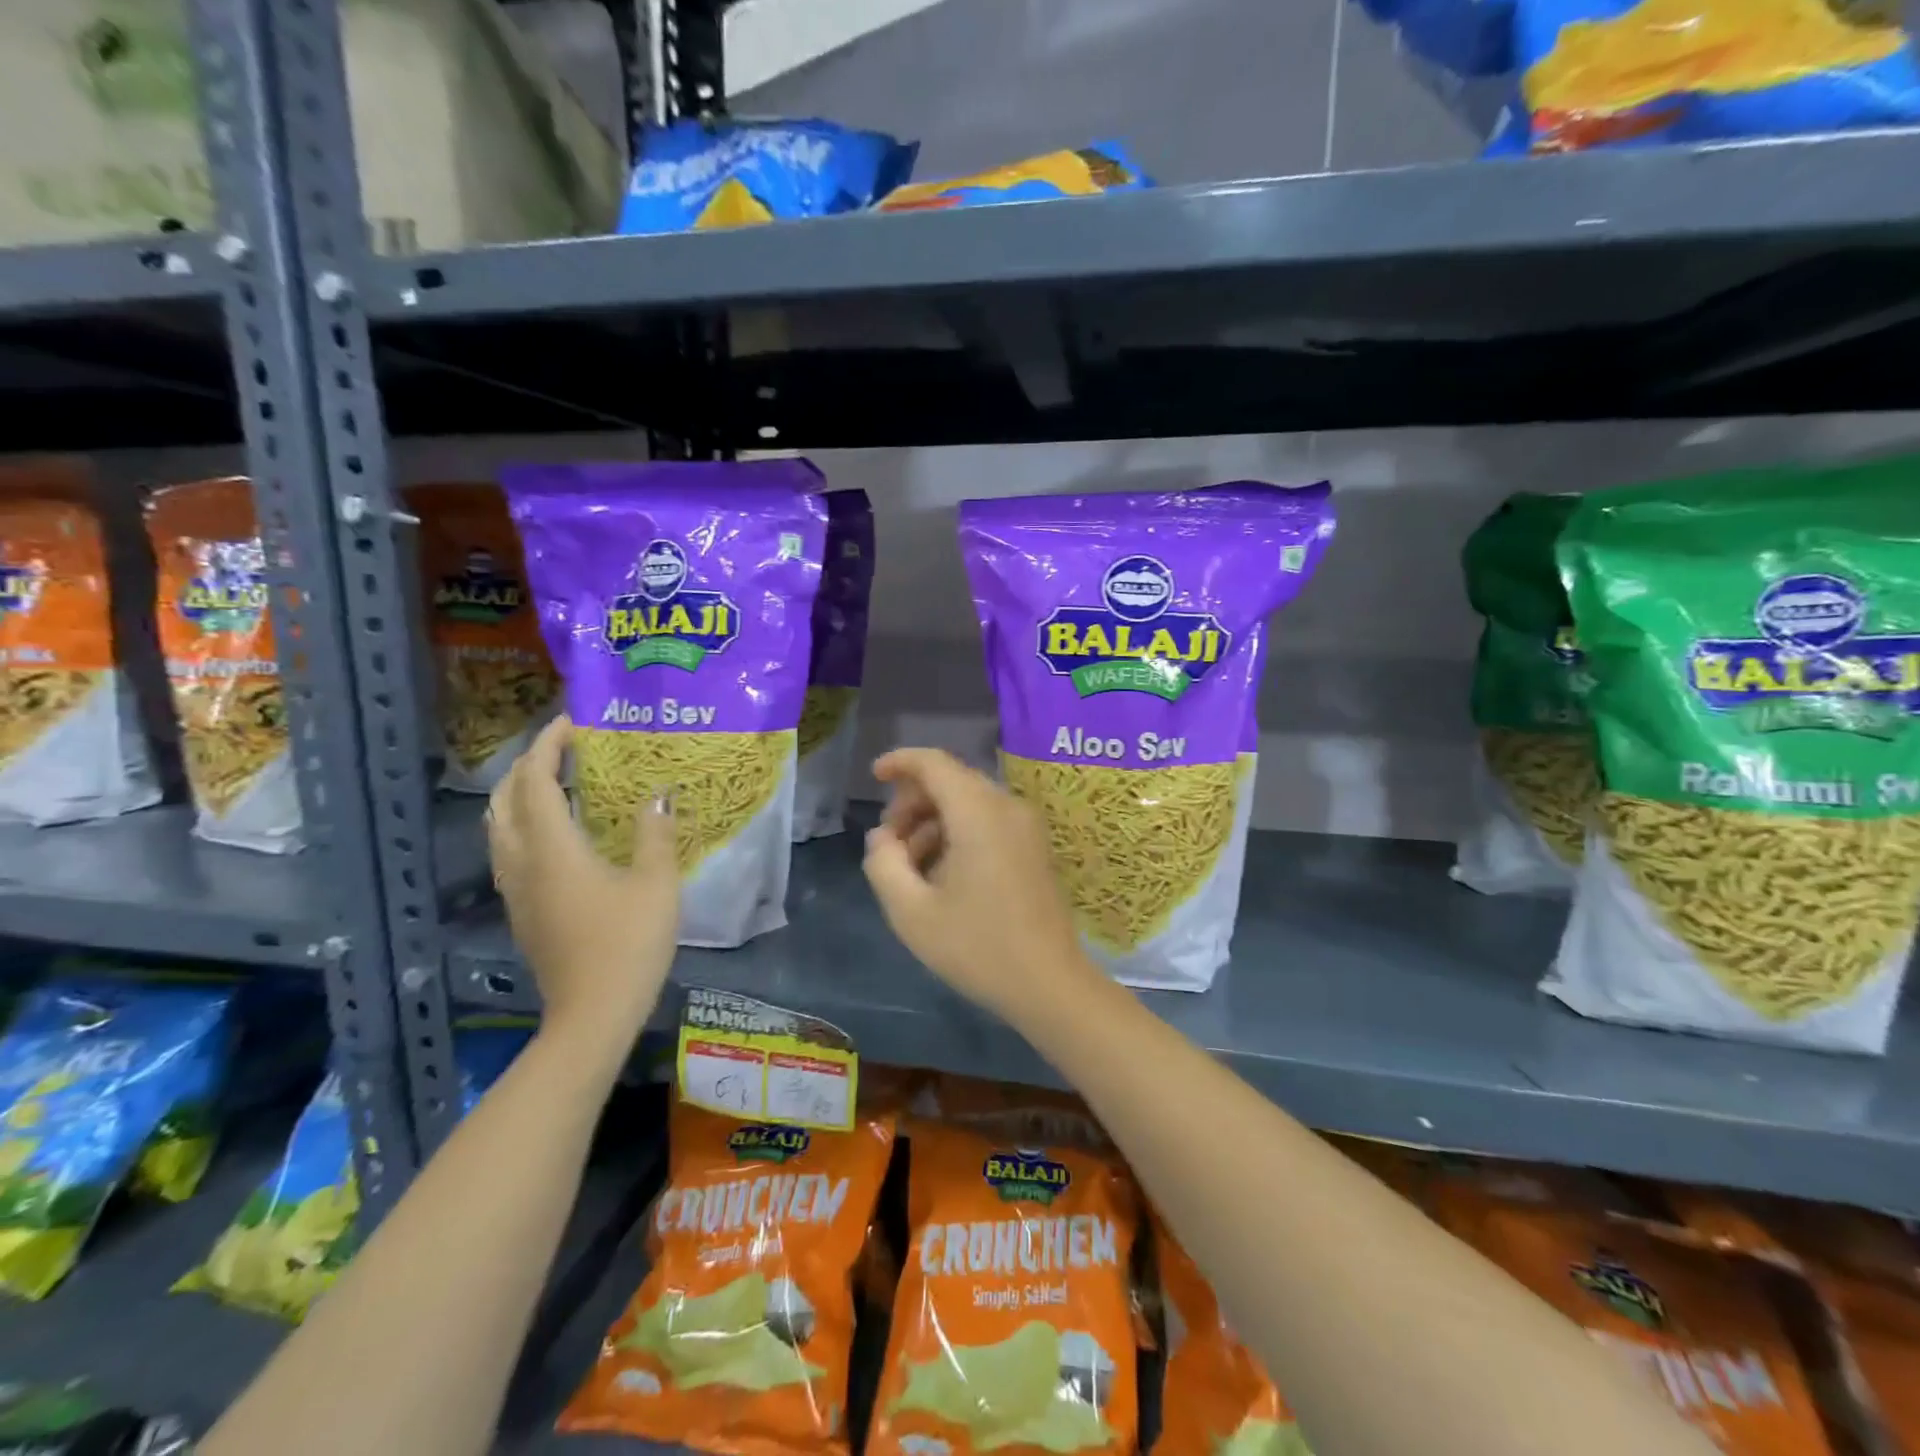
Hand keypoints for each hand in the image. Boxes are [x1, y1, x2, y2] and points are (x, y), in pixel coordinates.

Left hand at [487, 717, 678, 1051]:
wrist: (592, 1013)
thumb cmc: (629, 943)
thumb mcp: (656, 884)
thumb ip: (654, 833)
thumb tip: (658, 795)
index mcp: (552, 848)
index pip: (535, 780)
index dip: (549, 746)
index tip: (573, 722)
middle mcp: (522, 861)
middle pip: (504, 799)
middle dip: (527, 765)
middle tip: (565, 750)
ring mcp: (516, 889)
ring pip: (500, 826)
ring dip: (521, 794)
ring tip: (559, 782)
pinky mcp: (522, 910)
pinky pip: (510, 849)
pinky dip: (525, 823)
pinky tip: (559, 832)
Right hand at [862, 747, 1099, 1025]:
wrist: (1049, 983)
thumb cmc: (977, 947)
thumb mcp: (911, 912)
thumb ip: (884, 863)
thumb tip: (882, 838)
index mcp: (978, 813)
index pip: (935, 763)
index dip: (900, 762)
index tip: (874, 777)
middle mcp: (1007, 807)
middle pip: (951, 781)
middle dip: (912, 802)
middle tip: (889, 844)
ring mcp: (1026, 826)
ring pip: (969, 802)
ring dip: (933, 822)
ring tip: (911, 868)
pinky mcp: (1034, 847)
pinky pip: (988, 821)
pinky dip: (958, 832)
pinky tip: (942, 874)